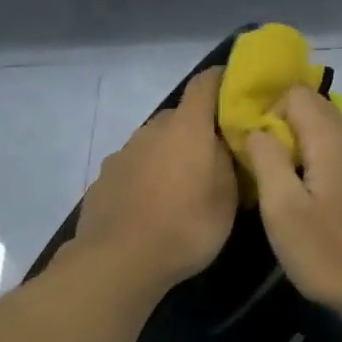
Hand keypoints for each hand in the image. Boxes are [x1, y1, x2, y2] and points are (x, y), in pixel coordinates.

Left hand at [73, 68, 237, 292]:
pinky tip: (152, 207)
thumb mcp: (228, 197)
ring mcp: (123, 153)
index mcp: (187, 127)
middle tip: (215, 156)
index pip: (205, 84)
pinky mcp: (103, 179)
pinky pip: (134, 168)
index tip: (237, 89)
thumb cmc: (186, 225)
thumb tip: (225, 141)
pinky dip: (146, 178)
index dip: (222, 80)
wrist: (119, 261)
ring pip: (154, 143)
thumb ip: (228, 160)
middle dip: (197, 130)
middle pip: (179, 117)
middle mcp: (152, 130)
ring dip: (170, 155)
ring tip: (182, 188)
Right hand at [244, 86, 341, 319]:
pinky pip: (340, 156)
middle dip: (282, 125)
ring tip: (281, 183)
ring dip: (300, 146)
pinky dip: (319, 163)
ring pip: (327, 133)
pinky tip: (311, 199)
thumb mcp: (282, 207)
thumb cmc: (329, 252)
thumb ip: (267, 158)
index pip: (296, 92)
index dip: (267, 110)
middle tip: (262, 164)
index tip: (253, 147)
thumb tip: (257, 128)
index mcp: (331, 139)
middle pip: (314, 108)